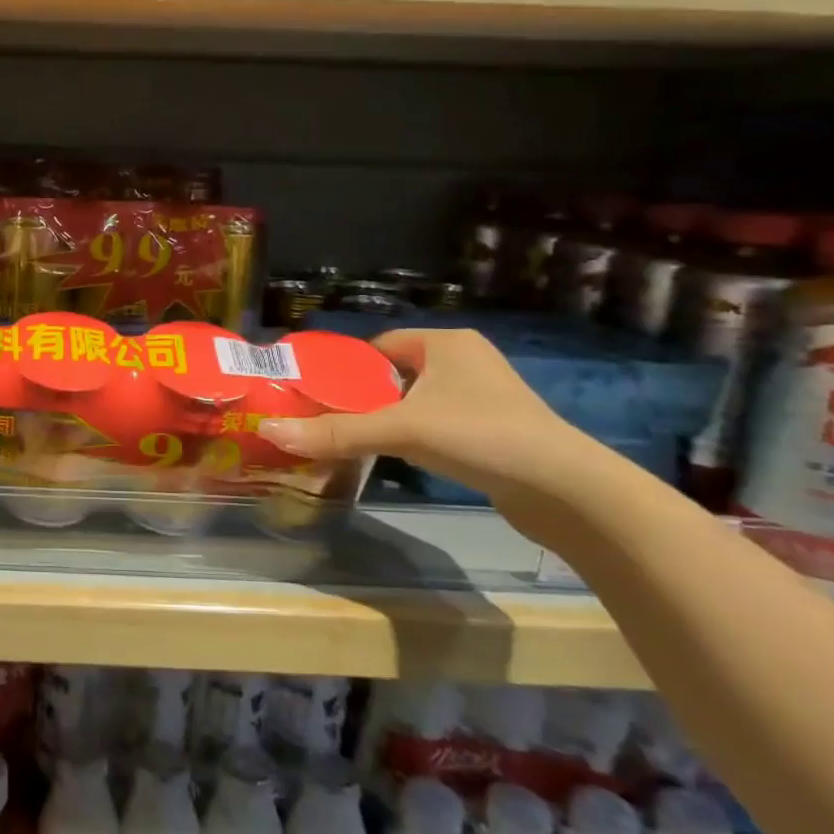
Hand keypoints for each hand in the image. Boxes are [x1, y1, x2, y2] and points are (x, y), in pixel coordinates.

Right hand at [257, 328, 596, 505]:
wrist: (566, 491)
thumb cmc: (481, 435)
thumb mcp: (401, 430)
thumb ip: (336, 433)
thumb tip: (267, 432)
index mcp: (445, 342)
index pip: (377, 346)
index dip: (343, 367)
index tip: (312, 392)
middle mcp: (464, 362)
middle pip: (391, 375)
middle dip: (359, 396)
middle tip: (319, 418)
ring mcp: (481, 398)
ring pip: (412, 402)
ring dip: (383, 418)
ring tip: (345, 437)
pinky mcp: (490, 432)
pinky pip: (434, 424)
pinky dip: (410, 437)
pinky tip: (391, 457)